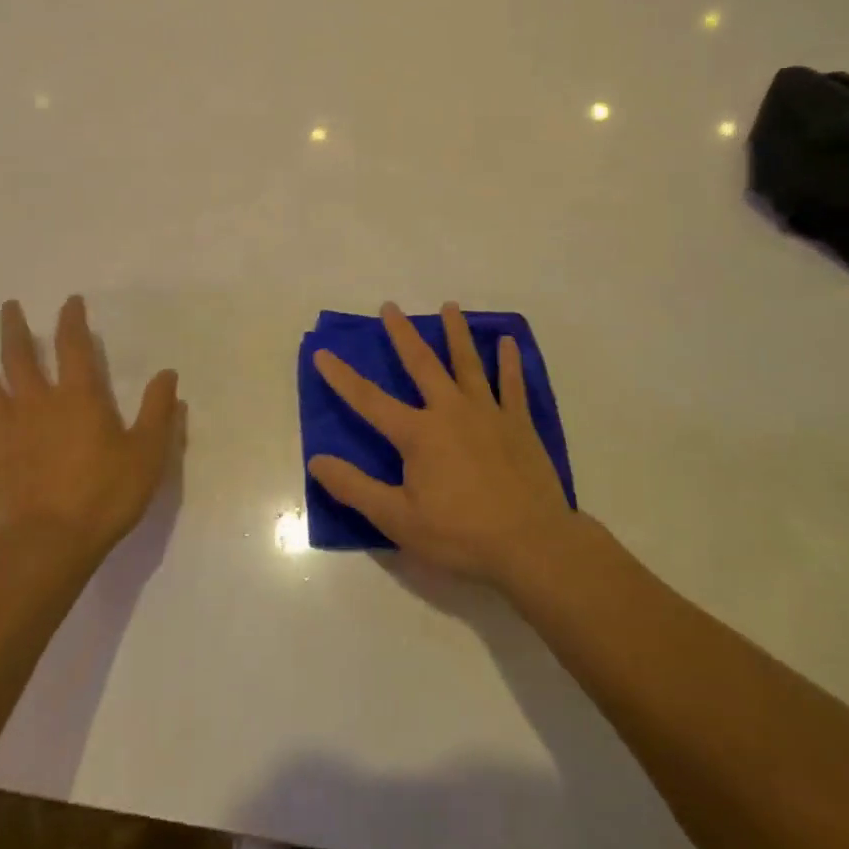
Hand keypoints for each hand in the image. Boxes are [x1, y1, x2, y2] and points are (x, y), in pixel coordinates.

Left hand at [0, 295, 181, 560]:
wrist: (45, 543)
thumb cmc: (103, 495)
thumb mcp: (146, 454)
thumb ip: (157, 412)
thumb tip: (167, 374)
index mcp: (80, 397)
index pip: (74, 347)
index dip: (72, 321)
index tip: (69, 303)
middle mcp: (40, 403)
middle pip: (22, 356)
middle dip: (17, 329)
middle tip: (10, 307)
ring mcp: (10, 428)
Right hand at [308, 302, 573, 587]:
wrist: (532, 543)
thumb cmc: (460, 534)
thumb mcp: (398, 519)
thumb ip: (355, 488)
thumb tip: (317, 461)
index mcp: (418, 434)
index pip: (369, 400)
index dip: (342, 378)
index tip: (323, 353)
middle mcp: (450, 411)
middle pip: (422, 364)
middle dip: (402, 334)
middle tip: (390, 306)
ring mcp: (488, 413)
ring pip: (468, 363)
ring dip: (456, 332)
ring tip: (449, 306)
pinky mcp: (518, 423)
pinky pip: (513, 384)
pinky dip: (510, 361)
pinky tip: (508, 341)